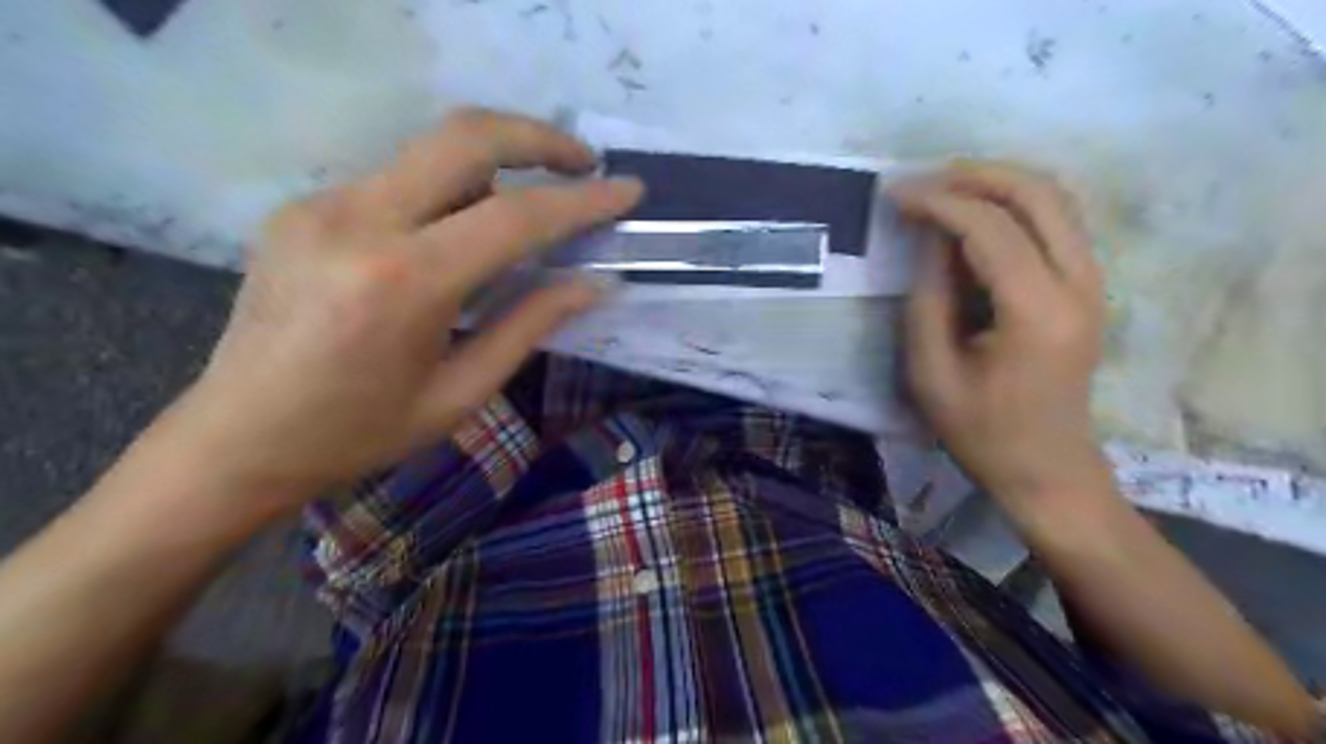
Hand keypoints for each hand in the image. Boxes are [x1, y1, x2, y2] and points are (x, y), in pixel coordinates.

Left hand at [168, 108, 644, 505]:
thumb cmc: (359, 433)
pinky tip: (462, 232)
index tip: (628, 190)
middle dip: (539, 138)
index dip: (583, 200)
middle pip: (465, 137)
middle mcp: (357, 221)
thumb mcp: (460, 393)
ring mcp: (321, 204)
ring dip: (497, 164)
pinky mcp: (304, 205)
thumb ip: (529, 326)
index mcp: (403, 283)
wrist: (235, 438)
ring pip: (432, 151)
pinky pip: (400, 179)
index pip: (514, 217)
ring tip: (535, 201)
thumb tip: (593, 283)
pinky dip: (450, 191)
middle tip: (584, 164)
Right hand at [896, 161, 1110, 518]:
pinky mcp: (1089, 287)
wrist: (1046, 467)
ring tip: (944, 188)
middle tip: (923, 180)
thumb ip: (927, 295)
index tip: (895, 196)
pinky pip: (1057, 222)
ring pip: (1055, 199)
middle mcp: (1079, 284)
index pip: (990, 228)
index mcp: (1036, 312)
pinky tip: (977, 214)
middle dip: (976, 176)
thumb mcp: (931, 369)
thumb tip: (928, 235)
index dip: (939, 203)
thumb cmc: (980, 430)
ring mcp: (1093, 282)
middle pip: (1038, 194)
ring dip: (999, 183)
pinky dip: (1015, 205)